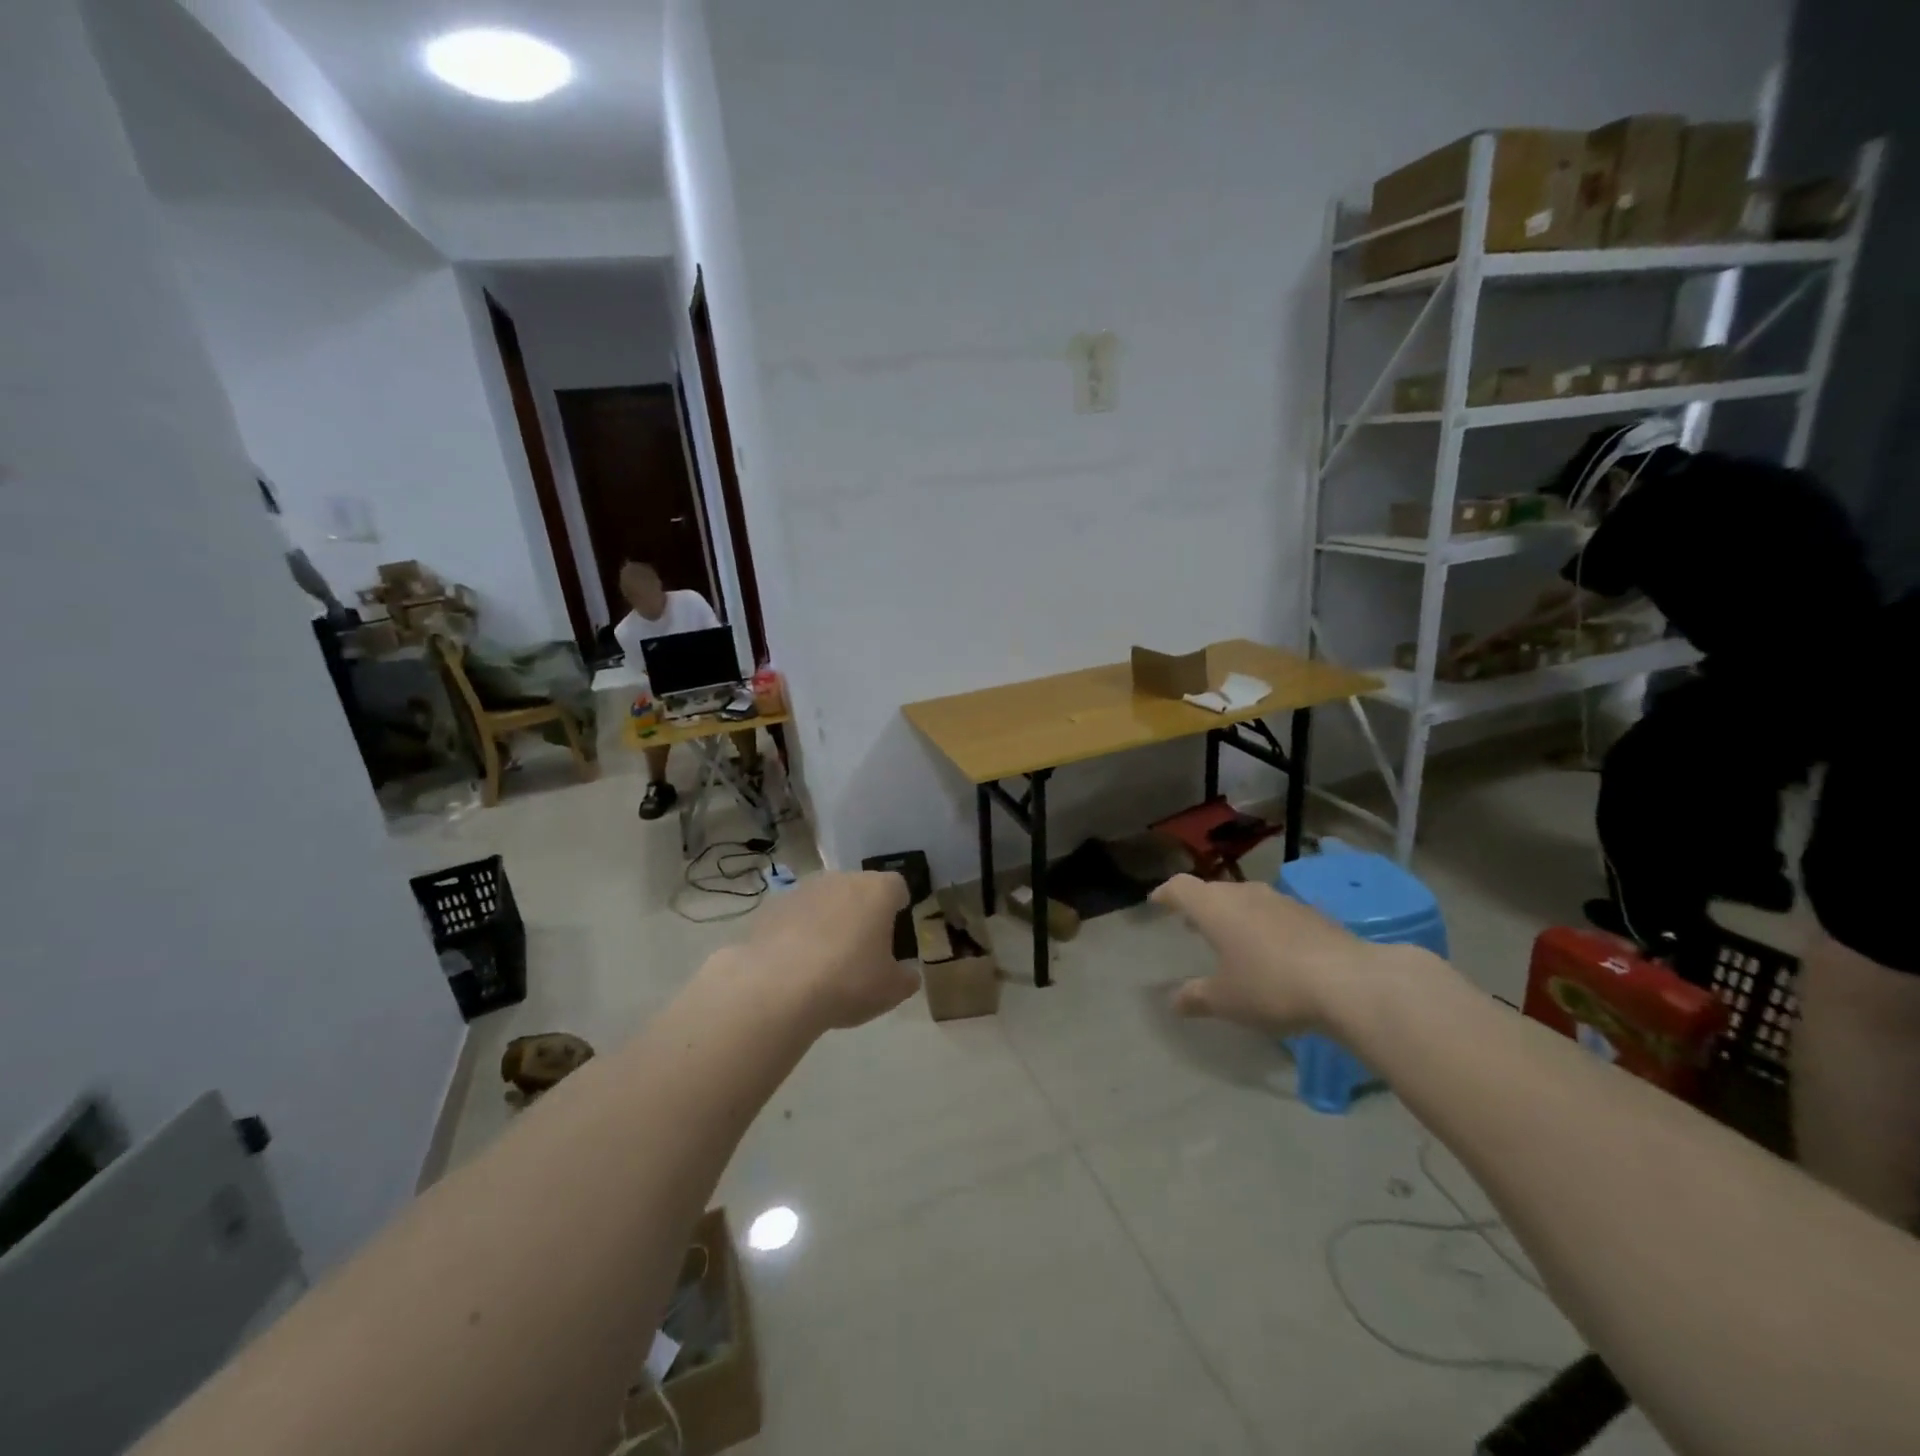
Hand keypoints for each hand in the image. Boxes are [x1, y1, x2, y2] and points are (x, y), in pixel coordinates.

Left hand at [735, 871, 917, 1030]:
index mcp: (877, 891)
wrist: (776, 988)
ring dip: (827, 919)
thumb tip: (908, 973)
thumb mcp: (891, 990)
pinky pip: (793, 915)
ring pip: (824, 900)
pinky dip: (796, 931)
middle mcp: (841, 879)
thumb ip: (906, 978)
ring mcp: (802, 889)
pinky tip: (792, 963)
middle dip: (861, 912)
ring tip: (823, 958)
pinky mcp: (770, 906)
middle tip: (861, 947)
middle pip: (858, 889)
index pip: (897, 886)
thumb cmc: (847, 982)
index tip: (895, 928)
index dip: (898, 905)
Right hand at [1153, 874, 1384, 1034]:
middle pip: (1214, 890)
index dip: (1166, 894)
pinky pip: (1275, 913)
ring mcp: (1281, 901)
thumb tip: (1173, 1001)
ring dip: (1234, 914)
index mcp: (1215, 907)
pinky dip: (1263, 925)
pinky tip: (1272, 950)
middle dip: (1200, 906)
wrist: (1349, 983)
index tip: (1157, 902)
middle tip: (1191, 924)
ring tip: (1230, 937)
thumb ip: (1196, 997)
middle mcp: (1245, 894)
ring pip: (1246, 899)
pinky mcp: (1312, 914)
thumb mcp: (1226, 1000)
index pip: (1180, 887)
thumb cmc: (1271, 986)